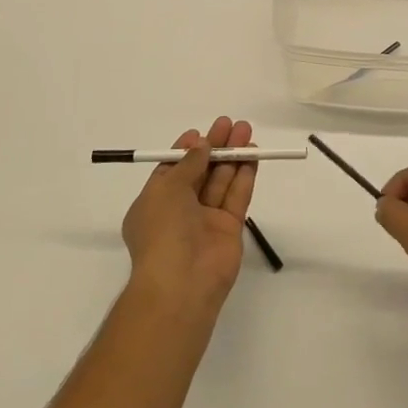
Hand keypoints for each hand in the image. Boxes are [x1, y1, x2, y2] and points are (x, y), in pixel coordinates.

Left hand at [121, 117, 257, 315]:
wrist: (181, 282)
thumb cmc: (163, 231)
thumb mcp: (167, 189)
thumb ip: (188, 164)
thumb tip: (201, 144)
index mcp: (155, 202)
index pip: (172, 169)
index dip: (187, 150)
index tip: (201, 133)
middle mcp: (179, 210)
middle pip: (201, 171)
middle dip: (215, 147)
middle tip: (231, 124)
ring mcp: (206, 220)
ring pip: (221, 181)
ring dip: (233, 156)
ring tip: (246, 131)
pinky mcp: (229, 229)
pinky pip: (237, 197)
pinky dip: (244, 176)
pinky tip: (252, 155)